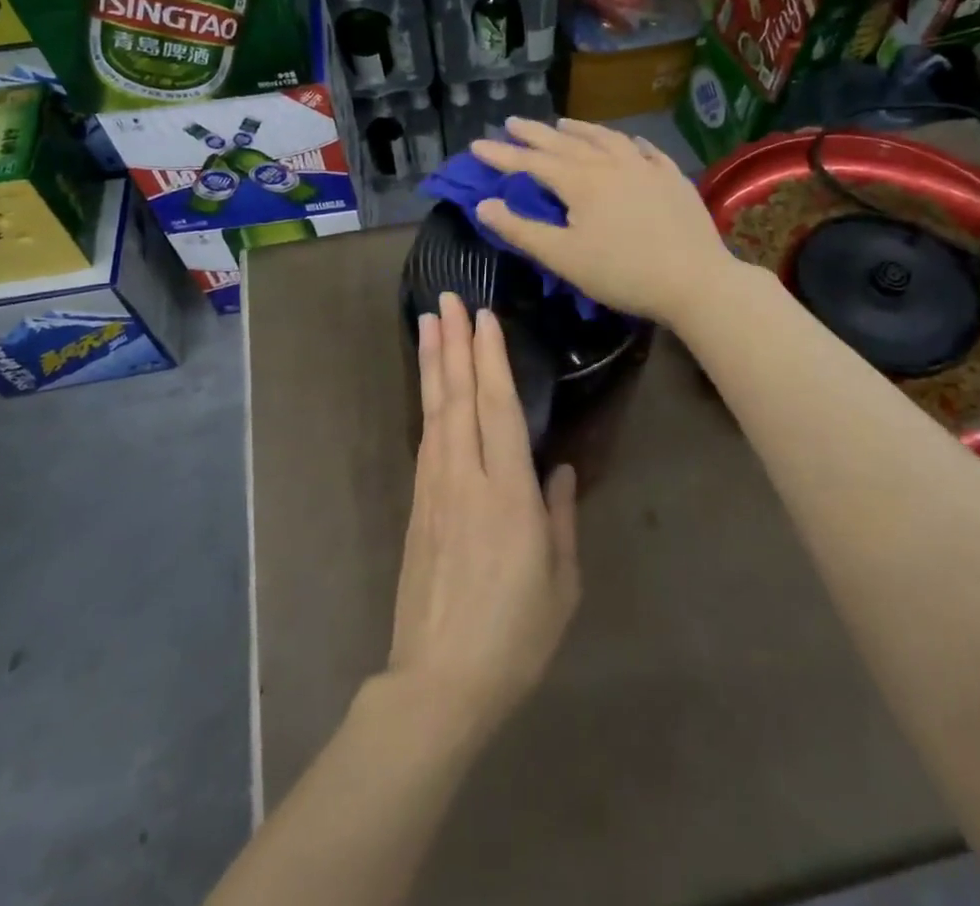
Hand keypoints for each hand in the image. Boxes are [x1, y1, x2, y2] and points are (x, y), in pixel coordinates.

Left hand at [390, 294, 579, 735]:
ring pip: (435, 410)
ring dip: (433, 362)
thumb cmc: (514, 637)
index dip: (490, 359)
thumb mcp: (561, 583)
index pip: (498, 409)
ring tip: (431, 322)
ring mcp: (436, 488)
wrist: (438, 681)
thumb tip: (561, 470)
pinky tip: (430, 384)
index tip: (485, 318)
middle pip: (459, 397)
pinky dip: (427, 401)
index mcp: (508, 495)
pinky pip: (426, 438)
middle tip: (448, 298)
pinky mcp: (418, 504)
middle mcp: (467, 478)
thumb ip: (561, 518)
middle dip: (453, 343)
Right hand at [471, 118, 738, 328]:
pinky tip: (627, 141)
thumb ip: (521, 230)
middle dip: (535, 134)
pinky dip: (627, 142)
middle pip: (565, 143)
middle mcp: (610, 164)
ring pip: (606, 139)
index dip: (501, 155)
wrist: (695, 280)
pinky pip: (645, 151)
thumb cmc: (622, 273)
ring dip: (580, 130)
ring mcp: (645, 167)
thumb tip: (484, 205)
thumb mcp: (563, 257)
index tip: (476, 145)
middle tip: (512, 122)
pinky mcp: (672, 178)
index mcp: (580, 181)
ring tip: (562, 123)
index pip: (531, 163)